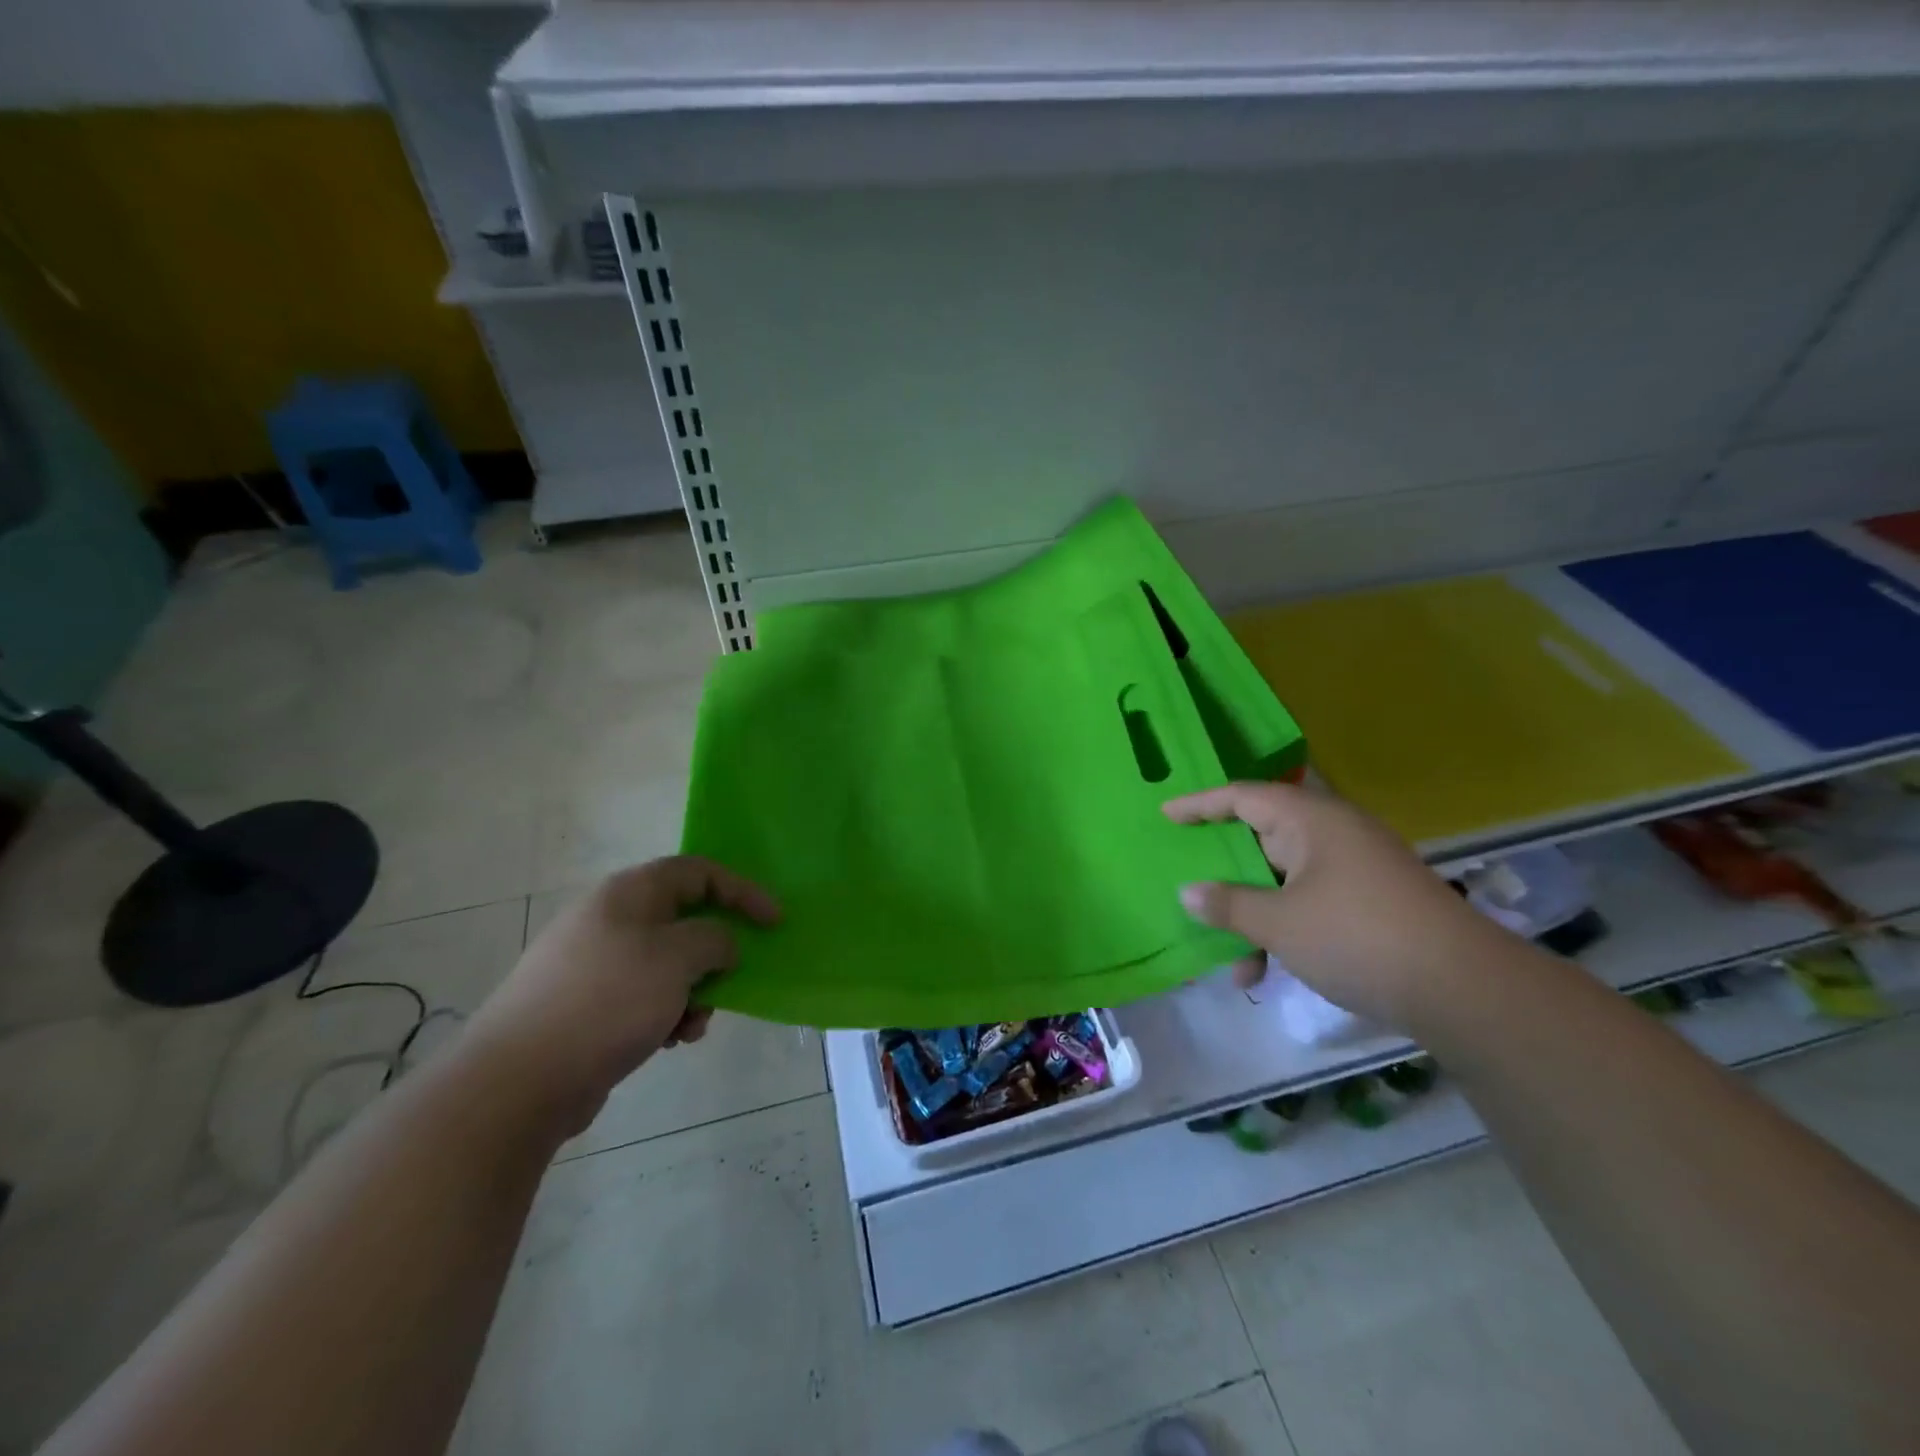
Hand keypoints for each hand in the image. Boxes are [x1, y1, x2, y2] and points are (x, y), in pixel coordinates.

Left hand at [461, 856, 779, 1134]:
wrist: (518, 1081)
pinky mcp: (587, 1005)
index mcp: (629, 893)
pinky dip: (666, 1013)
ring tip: (693, 1024)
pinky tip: (668, 1042)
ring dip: (694, 990)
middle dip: (716, 952)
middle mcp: (611, 919)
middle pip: (684, 920)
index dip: (743, 891)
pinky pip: (644, 996)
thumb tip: (719, 945)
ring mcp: (595, 963)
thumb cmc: (608, 1001)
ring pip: (668, 963)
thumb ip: (715, 939)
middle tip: (731, 980)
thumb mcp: (678, 958)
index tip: (774, 922)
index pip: (699, 872)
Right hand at [1164, 782, 1506, 1029]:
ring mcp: (1355, 870)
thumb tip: (1189, 893)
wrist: (1464, 990)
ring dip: (1252, 914)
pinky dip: (1283, 929)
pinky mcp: (1370, 904)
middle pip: (1261, 839)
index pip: (1242, 796)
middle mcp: (1333, 835)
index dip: (1200, 804)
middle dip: (1224, 870)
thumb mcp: (1279, 923)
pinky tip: (1264, 972)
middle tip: (1187, 881)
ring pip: (1283, 880)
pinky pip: (1309, 903)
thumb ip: (1228, 905)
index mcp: (1311, 820)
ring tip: (1227, 956)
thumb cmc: (1357, 937)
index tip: (1165, 816)